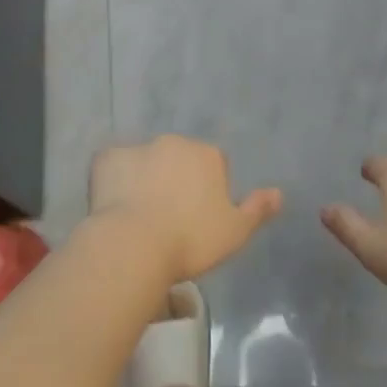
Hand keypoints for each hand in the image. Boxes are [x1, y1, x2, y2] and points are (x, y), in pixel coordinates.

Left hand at [89, 135, 282, 282]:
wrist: (134, 244)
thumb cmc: (191, 240)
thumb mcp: (235, 232)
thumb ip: (257, 209)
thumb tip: (279, 193)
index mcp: (207, 155)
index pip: (215, 164)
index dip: (209, 190)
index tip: (200, 219)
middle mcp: (174, 142)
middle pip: (179, 159)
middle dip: (177, 179)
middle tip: (170, 218)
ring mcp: (139, 147)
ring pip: (146, 161)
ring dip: (146, 178)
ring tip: (139, 217)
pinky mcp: (107, 159)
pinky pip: (113, 167)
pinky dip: (114, 180)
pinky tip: (113, 208)